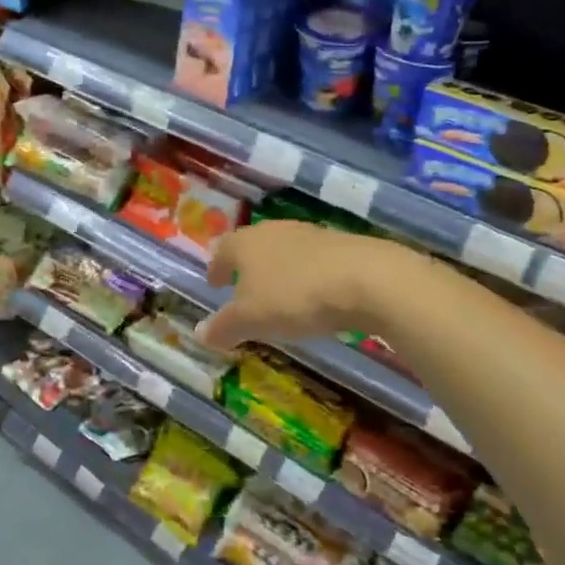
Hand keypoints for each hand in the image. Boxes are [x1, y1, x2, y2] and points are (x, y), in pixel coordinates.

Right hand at [195, 220, 418, 352]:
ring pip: (283, 251)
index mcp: (244, 243)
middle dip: (246, 268)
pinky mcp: (340, 245)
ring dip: (277, 271)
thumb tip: (199, 333)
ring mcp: (309, 234)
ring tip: (278, 295)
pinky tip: (313, 295)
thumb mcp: (251, 319)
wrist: (365, 279)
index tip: (215, 283)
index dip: (216, 268)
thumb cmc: (294, 297)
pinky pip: (312, 260)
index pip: (222, 251)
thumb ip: (224, 326)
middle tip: (243, 289)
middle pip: (252, 246)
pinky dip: (305, 275)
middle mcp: (273, 231)